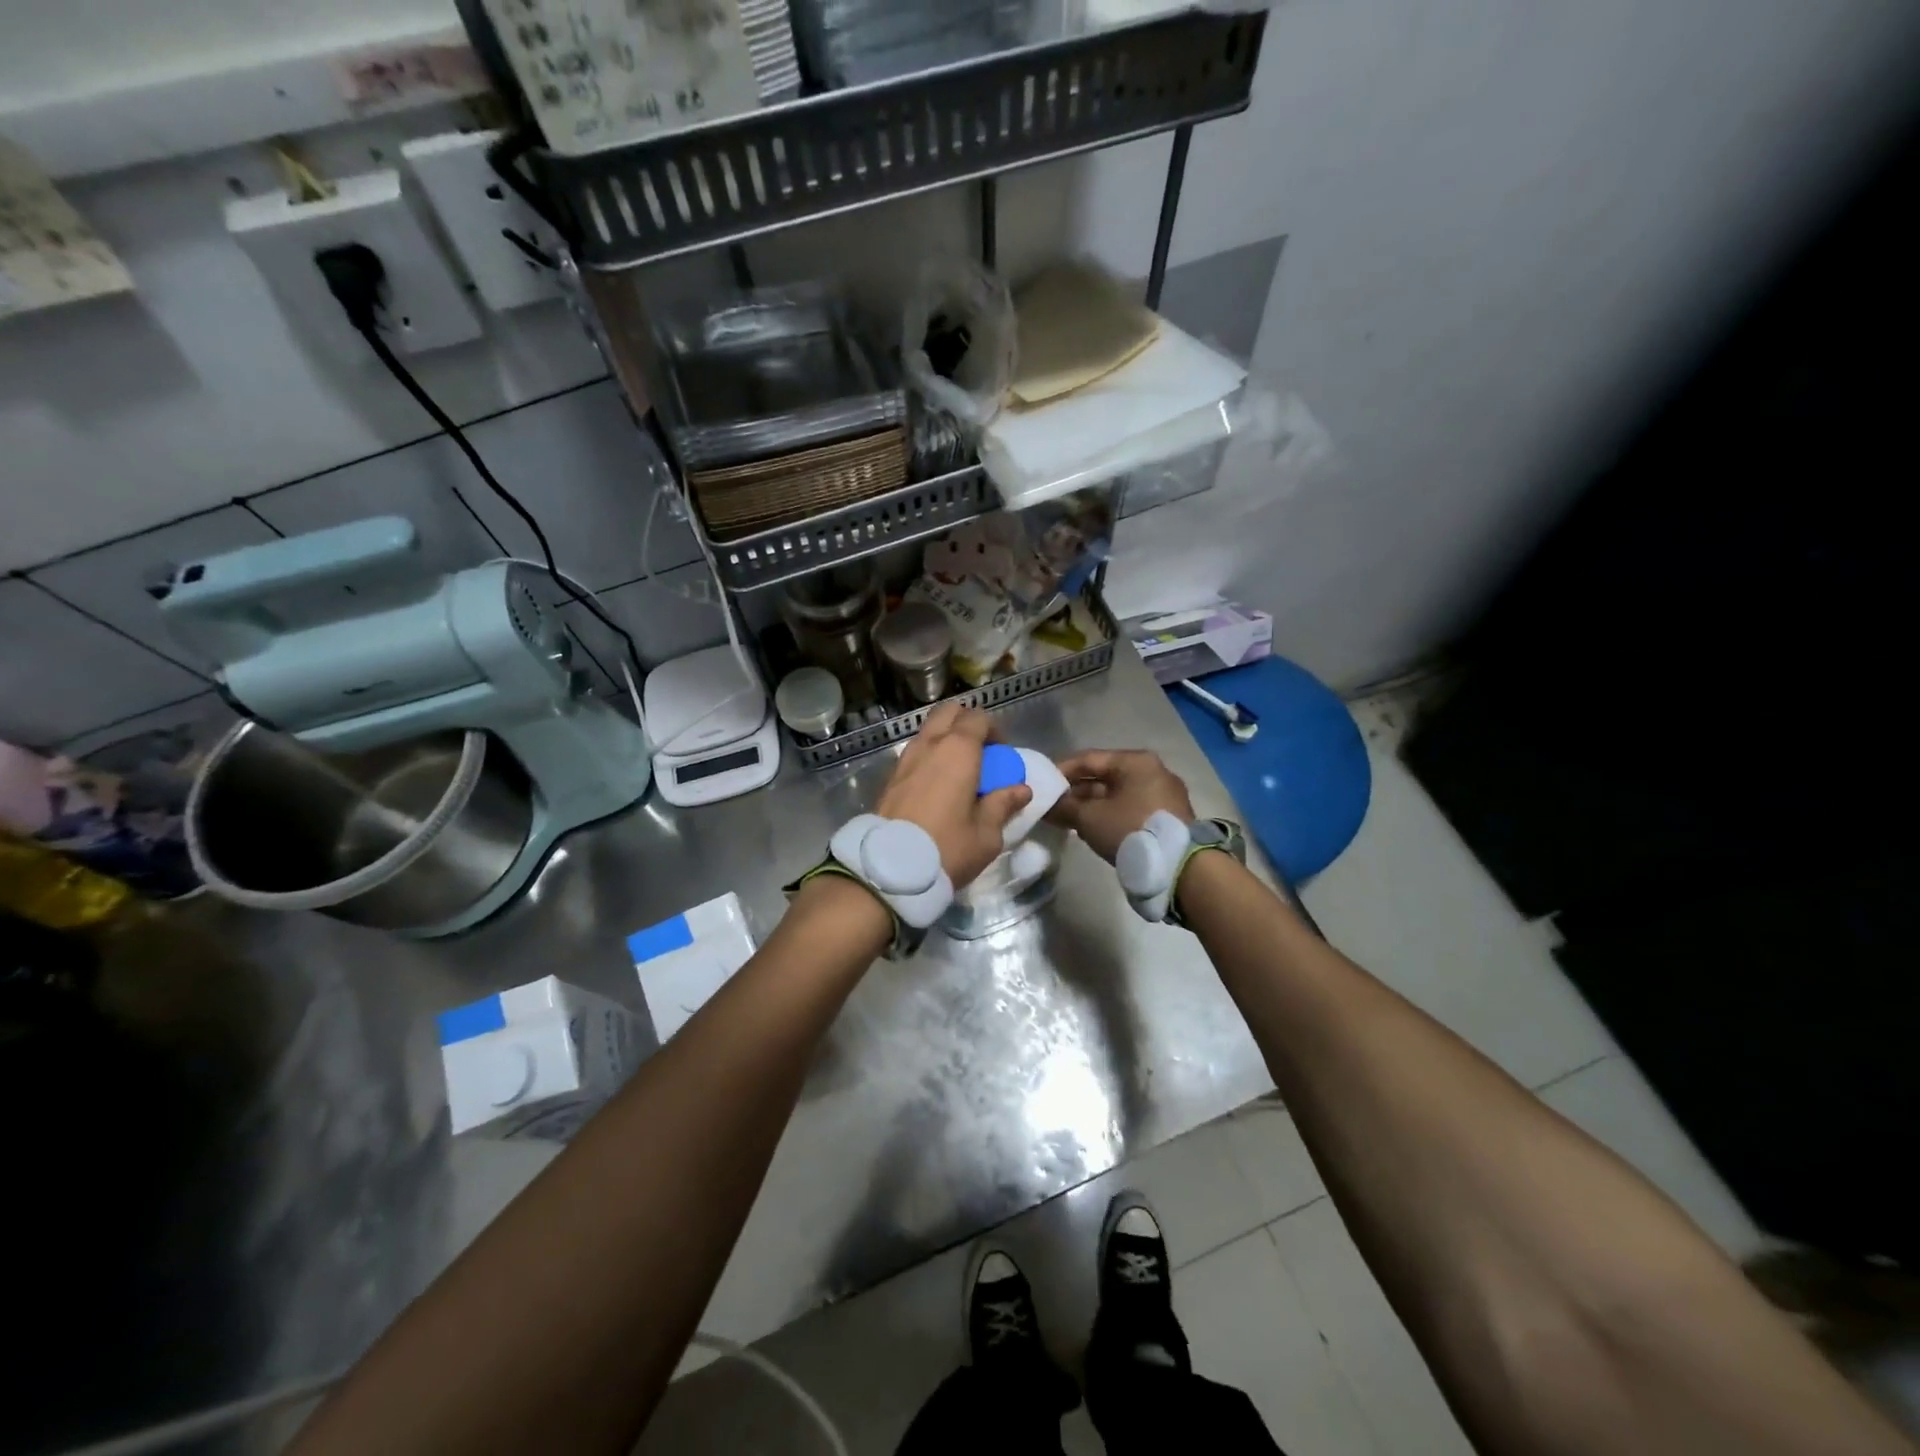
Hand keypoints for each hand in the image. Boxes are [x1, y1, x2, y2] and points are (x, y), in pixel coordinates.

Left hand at [877, 703, 1030, 888]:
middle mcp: (929, 745)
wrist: (889, 870)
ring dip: (946, 740)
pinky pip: (915, 753)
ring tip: (959, 772)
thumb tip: (1020, 790)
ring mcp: (905, 759)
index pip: (978, 718)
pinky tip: (938, 787)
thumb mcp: (986, 834)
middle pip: (949, 713)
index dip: (994, 732)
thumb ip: (1003, 805)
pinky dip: (930, 758)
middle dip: (966, 724)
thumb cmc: (947, 848)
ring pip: (928, 731)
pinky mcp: (890, 777)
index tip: (1002, 756)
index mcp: (958, 750)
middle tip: (980, 754)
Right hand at [1049, 749, 1194, 863]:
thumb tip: (1046, 806)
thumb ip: (1065, 807)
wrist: (1179, 867)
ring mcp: (1162, 794)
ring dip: (1090, 805)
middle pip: (1103, 776)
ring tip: (1066, 819)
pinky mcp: (1166, 816)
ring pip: (1116, 794)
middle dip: (1075, 791)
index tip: (1041, 784)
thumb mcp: (1090, 818)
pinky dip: (1108, 814)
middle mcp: (1152, 771)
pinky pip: (1129, 808)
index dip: (1060, 770)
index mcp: (1134, 761)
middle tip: (1051, 805)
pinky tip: (1090, 828)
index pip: (1088, 758)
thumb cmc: (1131, 830)